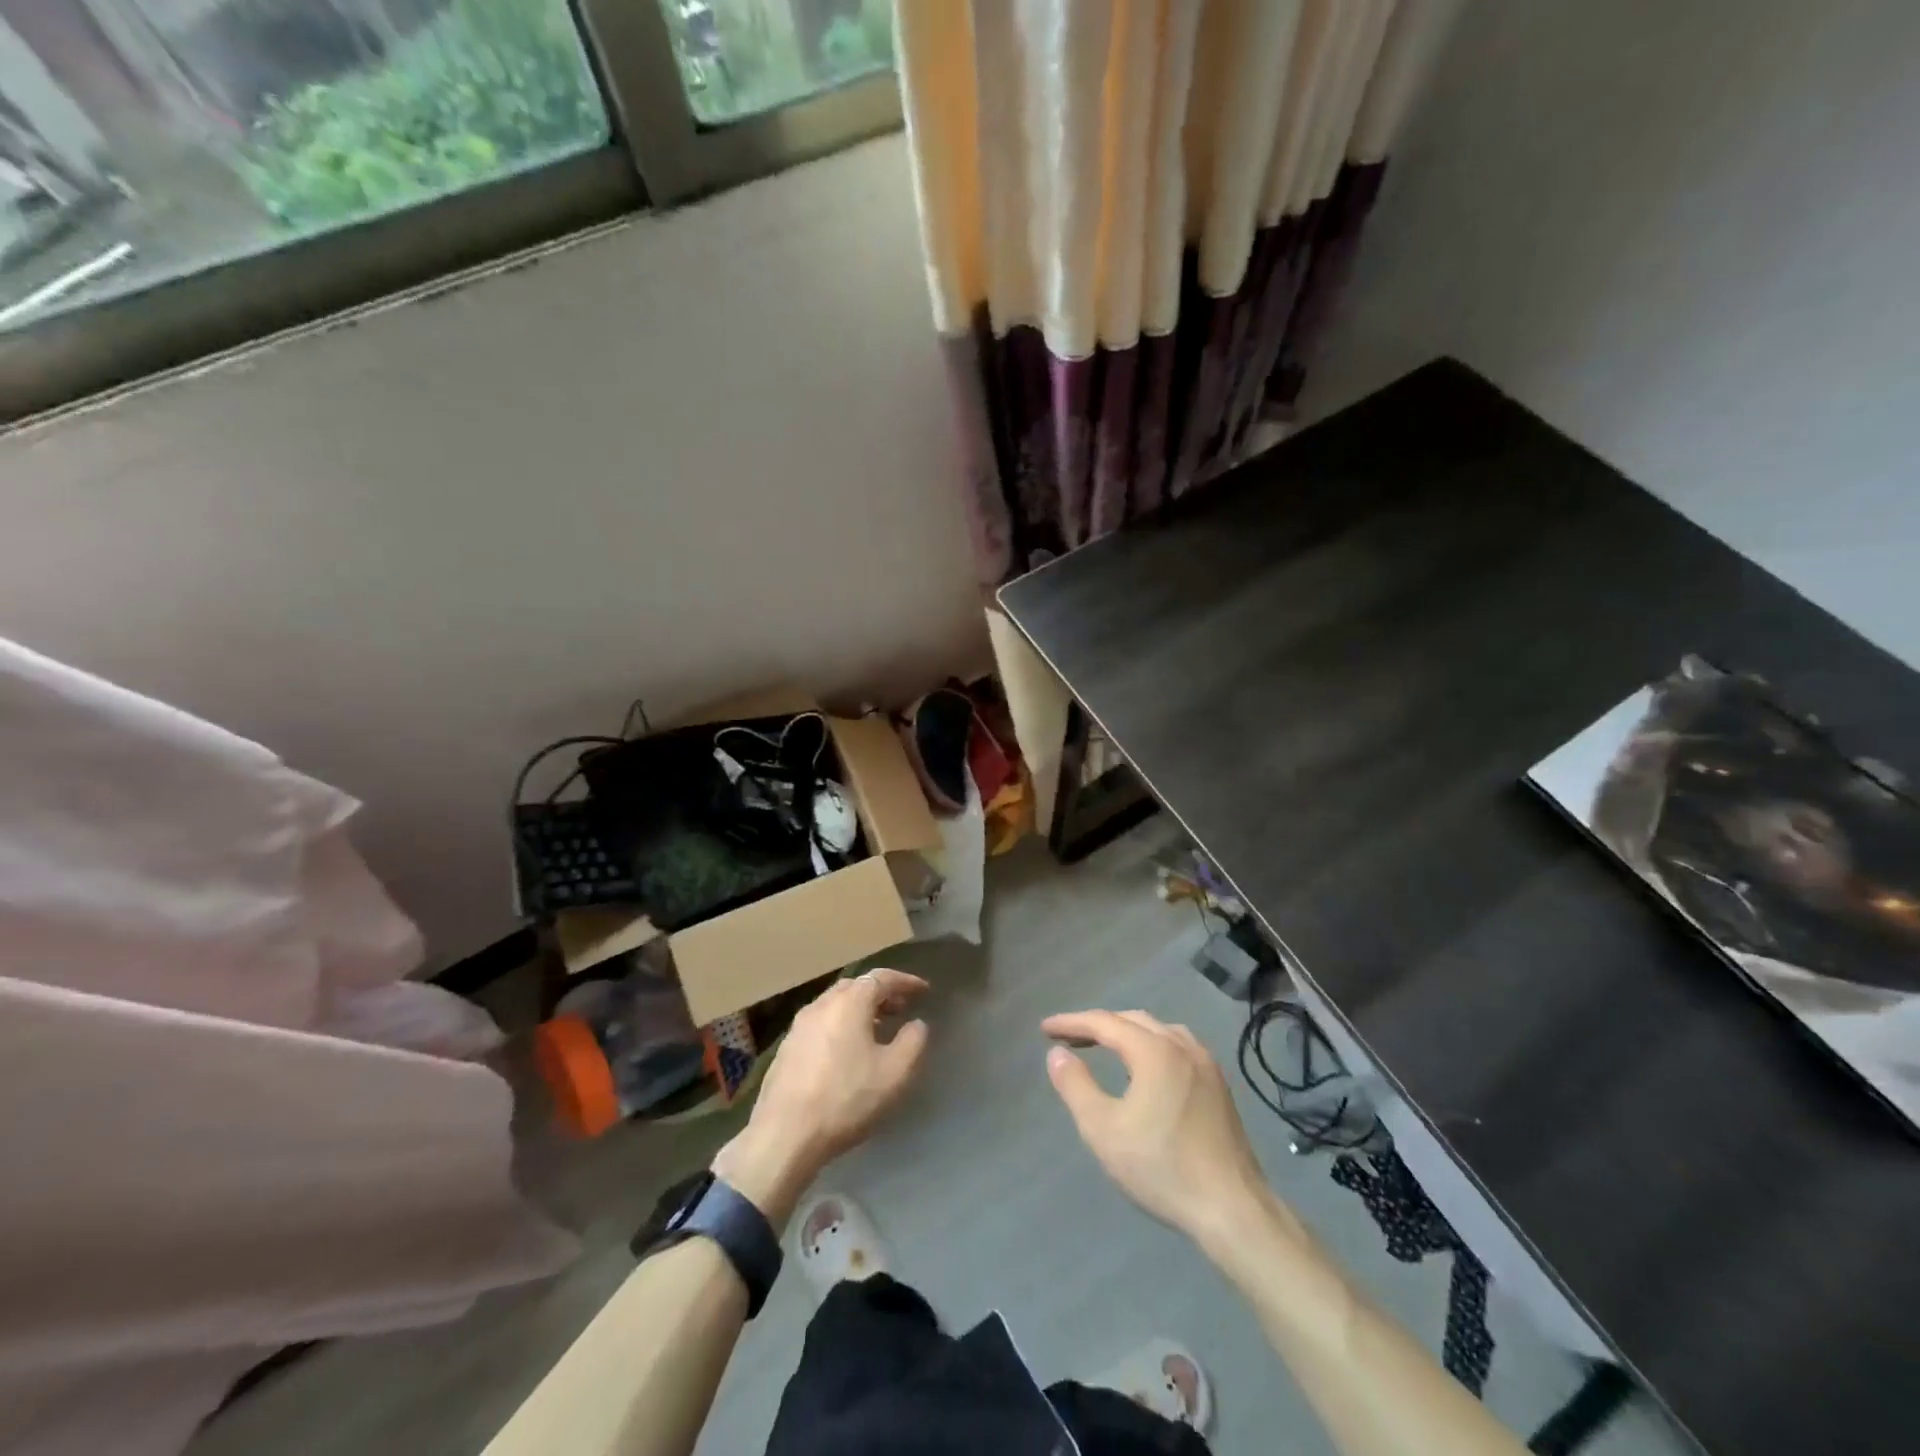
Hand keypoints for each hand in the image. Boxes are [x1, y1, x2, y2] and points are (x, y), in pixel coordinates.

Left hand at [713, 969, 929, 1225]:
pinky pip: (820, 1024)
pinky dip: (840, 1025)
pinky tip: (847, 1051)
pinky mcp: (786, 1049)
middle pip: (855, 987)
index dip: (905, 981)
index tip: (923, 990)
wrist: (784, 1135)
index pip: (881, 978)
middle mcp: (821, 1005)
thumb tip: (917, 1024)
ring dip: (859, 1010)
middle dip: (881, 993)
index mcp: (849, 1003)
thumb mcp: (895, 1073)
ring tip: (877, 1029)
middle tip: (901, 1008)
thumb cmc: (846, 1099)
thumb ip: (913, 1042)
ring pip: (835, 1005)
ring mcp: (798, 1026)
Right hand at [1043, 1010, 1269, 1243]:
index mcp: (1154, 1050)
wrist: (1233, 1209)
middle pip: (1132, 1020)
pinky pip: (1178, 1047)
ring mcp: (1206, 1064)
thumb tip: (1057, 1053)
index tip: (1045, 1029)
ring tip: (1104, 1046)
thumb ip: (1075, 1086)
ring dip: (1127, 1032)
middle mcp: (1182, 1046)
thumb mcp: (1103, 1129)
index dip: (1072, 1023)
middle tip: (1069, 1038)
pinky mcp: (1219, 1086)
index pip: (1104, 1022)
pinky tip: (1146, 1068)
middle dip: (1098, 1025)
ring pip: (1159, 1031)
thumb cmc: (1162, 1167)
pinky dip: (1151, 1045)